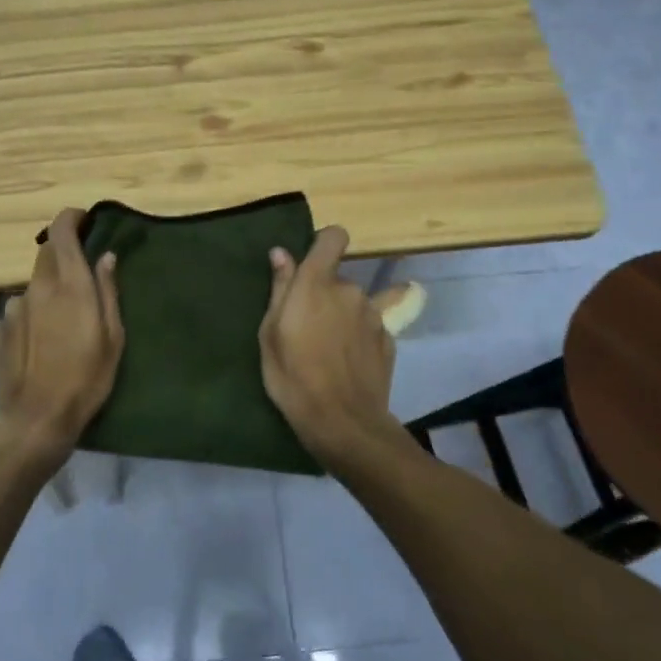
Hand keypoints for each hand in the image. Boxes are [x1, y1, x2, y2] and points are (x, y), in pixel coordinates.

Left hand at [0, 208, 123, 468]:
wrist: (35, 420)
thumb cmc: (86, 379)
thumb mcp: (113, 336)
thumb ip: (108, 291)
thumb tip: (106, 257)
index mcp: (69, 284)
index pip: (61, 232)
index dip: (71, 218)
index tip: (84, 220)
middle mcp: (37, 288)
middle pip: (46, 255)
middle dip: (63, 255)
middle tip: (82, 277)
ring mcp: (13, 309)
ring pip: (33, 286)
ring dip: (48, 291)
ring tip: (62, 323)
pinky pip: (18, 313)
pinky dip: (31, 317)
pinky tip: (39, 344)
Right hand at [259, 226, 410, 471]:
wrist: (343, 422)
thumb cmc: (293, 377)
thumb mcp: (270, 334)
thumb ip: (280, 288)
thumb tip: (281, 253)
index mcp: (317, 283)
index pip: (334, 237)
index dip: (324, 244)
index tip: (312, 263)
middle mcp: (350, 290)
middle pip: (339, 279)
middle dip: (326, 295)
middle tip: (308, 328)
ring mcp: (375, 315)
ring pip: (357, 303)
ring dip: (346, 316)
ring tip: (332, 348)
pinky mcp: (389, 339)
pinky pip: (372, 326)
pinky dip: (362, 336)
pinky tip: (351, 362)